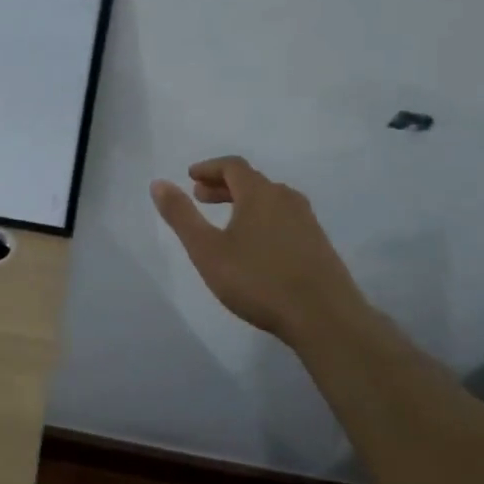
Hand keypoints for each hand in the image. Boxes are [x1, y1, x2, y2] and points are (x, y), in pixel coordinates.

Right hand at [151, 156, 364, 345]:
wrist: (325, 318)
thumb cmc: (259, 280)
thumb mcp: (207, 250)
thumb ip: (181, 216)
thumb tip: (158, 183)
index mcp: (260, 193)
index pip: (233, 166)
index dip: (209, 168)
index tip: (191, 177)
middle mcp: (286, 199)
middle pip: (252, 181)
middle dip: (223, 185)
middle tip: (201, 197)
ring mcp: (307, 221)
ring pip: (270, 200)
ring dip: (244, 202)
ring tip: (226, 221)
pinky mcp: (319, 245)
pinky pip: (285, 219)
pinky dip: (263, 219)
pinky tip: (257, 246)